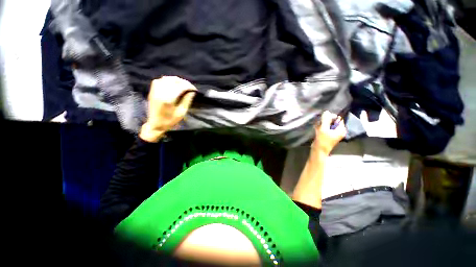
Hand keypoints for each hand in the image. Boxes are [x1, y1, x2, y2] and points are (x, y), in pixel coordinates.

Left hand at [139, 76, 196, 142]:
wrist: (155, 124)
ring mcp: (155, 91)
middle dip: (183, 82)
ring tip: (182, 85)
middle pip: (173, 81)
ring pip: (166, 79)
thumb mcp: (181, 113)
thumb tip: (192, 92)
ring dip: (176, 80)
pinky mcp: (152, 91)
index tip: (195, 89)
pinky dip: (167, 80)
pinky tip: (172, 85)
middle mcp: (161, 92)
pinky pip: (160, 80)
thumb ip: (187, 101)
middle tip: (190, 87)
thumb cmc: (170, 120)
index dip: (189, 86)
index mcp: (168, 99)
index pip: (181, 87)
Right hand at [311, 111, 346, 154]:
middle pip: (332, 121)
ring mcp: (333, 133)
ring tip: (318, 127)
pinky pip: (325, 128)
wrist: (318, 150)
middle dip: (325, 121)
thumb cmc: (323, 140)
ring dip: (322, 124)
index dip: (331, 117)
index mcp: (341, 129)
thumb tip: (327, 111)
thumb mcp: (324, 129)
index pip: (338, 119)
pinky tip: (316, 128)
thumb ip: (325, 120)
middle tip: (320, 123)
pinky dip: (320, 127)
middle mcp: (338, 131)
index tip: (324, 119)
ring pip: (327, 124)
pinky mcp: (327, 135)